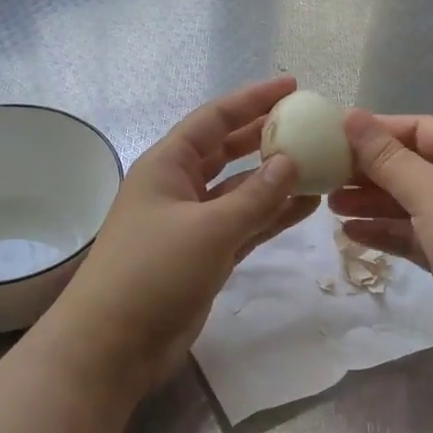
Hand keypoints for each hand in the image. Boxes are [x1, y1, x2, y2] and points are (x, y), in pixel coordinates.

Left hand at [43, 77, 318, 398]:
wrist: (113, 345)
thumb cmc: (153, 272)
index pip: (214, 119)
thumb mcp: (209, 228)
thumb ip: (255, 196)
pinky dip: (271, 215)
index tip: (292, 87)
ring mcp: (192, 223)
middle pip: (228, 150)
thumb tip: (291, 162)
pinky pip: (244, 224)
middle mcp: (179, 186)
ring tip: (319, 166)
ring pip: (240, 190)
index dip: (252, 99)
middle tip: (309, 125)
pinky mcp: (204, 255)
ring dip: (275, 179)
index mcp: (167, 165)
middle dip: (265, 136)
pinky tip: (305, 207)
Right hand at [329, 111, 432, 371]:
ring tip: (329, 205)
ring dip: (371, 203)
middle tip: (325, 175)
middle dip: (369, 171)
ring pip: (409, 202)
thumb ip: (385, 156)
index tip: (334, 136)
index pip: (420, 128)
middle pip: (412, 165)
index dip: (378, 131)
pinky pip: (413, 234)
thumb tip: (351, 114)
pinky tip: (351, 233)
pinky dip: (385, 231)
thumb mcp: (429, 189)